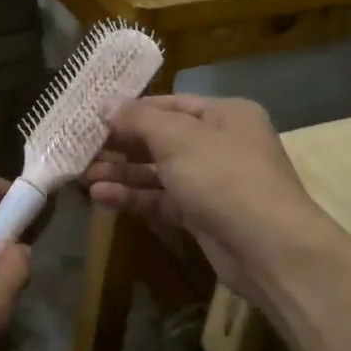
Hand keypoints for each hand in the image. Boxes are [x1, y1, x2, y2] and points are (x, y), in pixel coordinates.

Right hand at [83, 95, 326, 298]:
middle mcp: (220, 144)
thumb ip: (139, 120)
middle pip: (162, 139)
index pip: (171, 104)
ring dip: (123, 173)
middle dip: (122, 145)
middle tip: (82, 150)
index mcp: (225, 115)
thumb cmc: (224, 177)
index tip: (94, 118)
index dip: (132, 110)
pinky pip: (162, 200)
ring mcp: (212, 182)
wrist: (268, 247)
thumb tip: (106, 105)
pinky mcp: (202, 216)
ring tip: (83, 176)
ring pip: (159, 172)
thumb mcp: (178, 138)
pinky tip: (102, 197)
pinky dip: (135, 197)